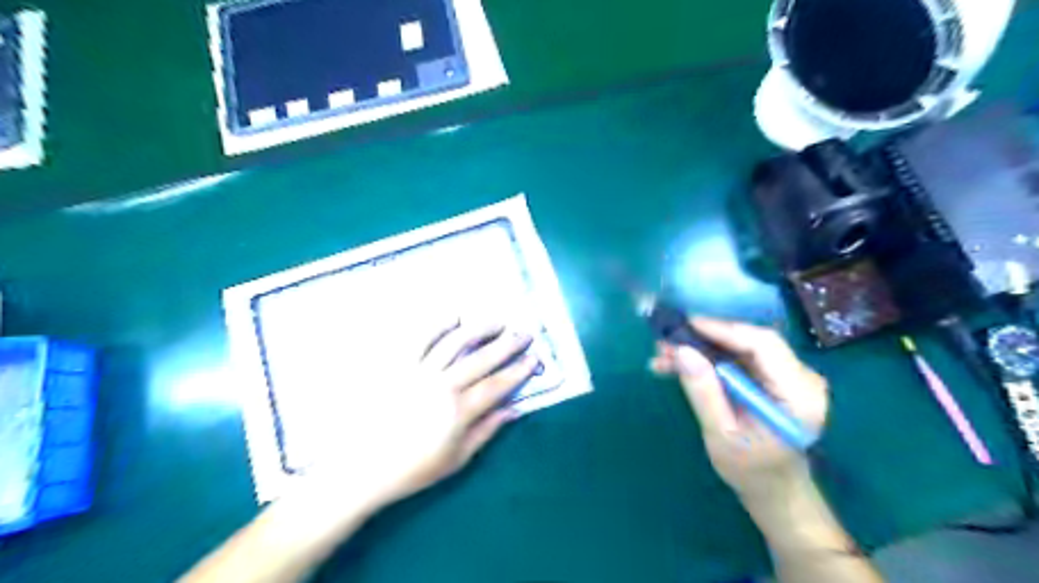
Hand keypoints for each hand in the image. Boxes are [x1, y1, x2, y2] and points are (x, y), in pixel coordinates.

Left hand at [306, 324, 534, 509]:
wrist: (362, 468)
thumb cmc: (413, 468)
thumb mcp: (457, 458)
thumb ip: (488, 430)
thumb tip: (515, 409)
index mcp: (459, 411)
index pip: (498, 384)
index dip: (519, 370)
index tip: (534, 358)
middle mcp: (443, 386)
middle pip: (482, 358)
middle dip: (508, 344)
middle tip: (524, 333)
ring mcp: (418, 372)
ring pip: (455, 343)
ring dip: (480, 329)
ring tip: (497, 322)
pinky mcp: (397, 365)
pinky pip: (419, 339)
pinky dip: (438, 325)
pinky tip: (454, 317)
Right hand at [646, 320, 827, 501]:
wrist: (774, 489)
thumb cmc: (750, 470)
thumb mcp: (720, 435)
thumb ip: (703, 392)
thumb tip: (681, 350)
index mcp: (799, 395)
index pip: (764, 345)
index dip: (724, 329)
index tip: (686, 325)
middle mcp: (801, 377)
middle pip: (751, 340)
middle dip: (706, 337)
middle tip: (666, 341)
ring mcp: (788, 374)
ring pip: (740, 346)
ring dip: (701, 346)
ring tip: (664, 355)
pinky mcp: (773, 375)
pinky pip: (739, 356)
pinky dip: (708, 357)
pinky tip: (678, 364)